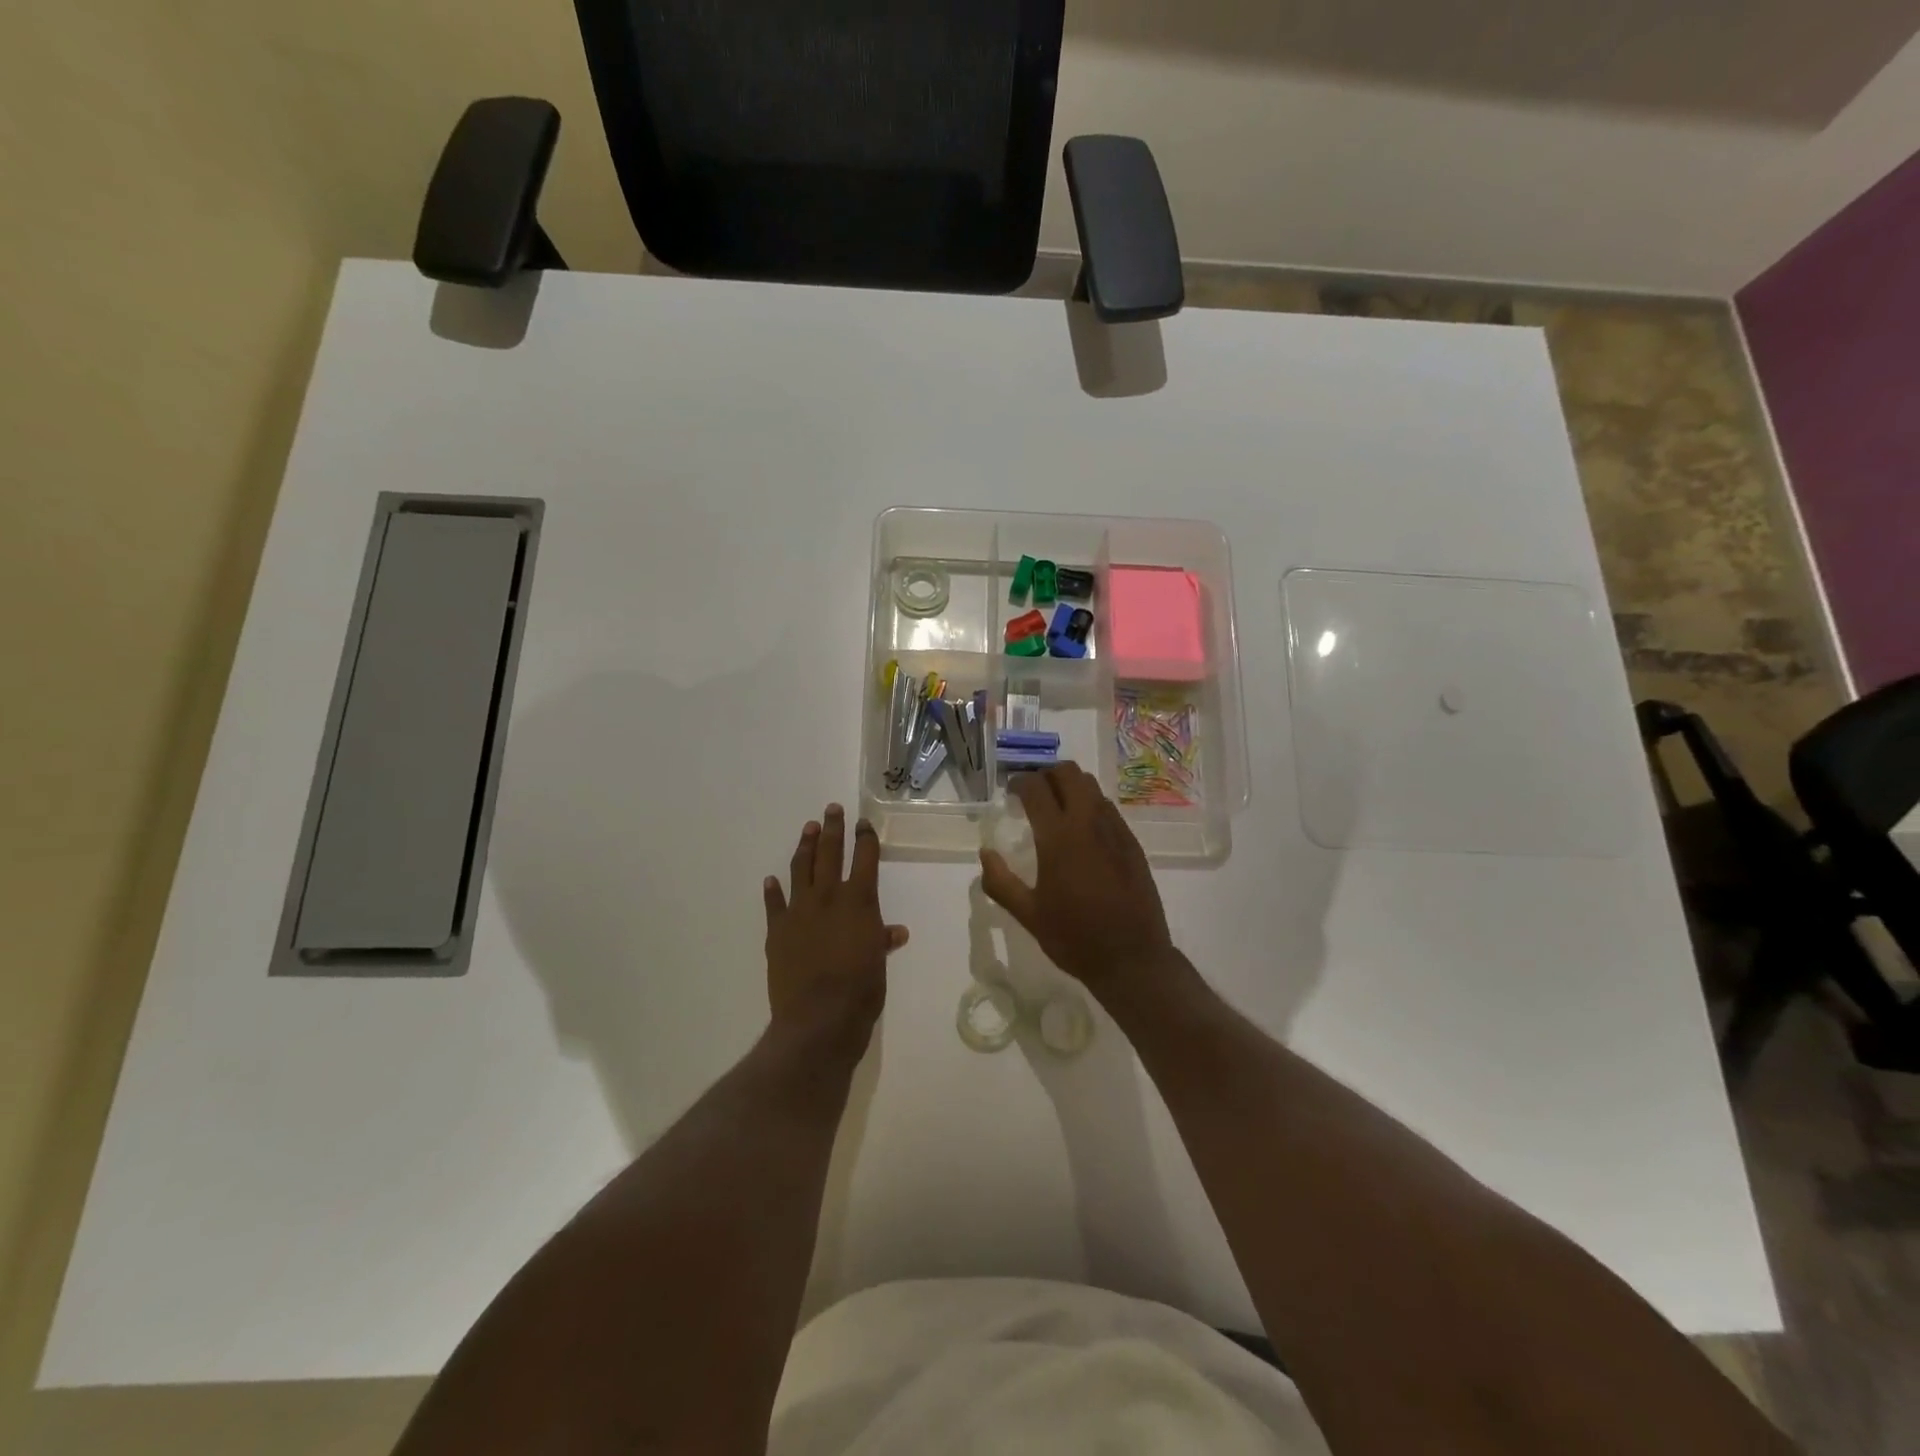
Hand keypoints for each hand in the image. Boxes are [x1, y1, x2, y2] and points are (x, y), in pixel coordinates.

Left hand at [764, 805, 907, 1051]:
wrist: (818, 1018)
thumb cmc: (861, 989)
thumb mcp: (879, 962)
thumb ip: (883, 940)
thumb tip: (896, 932)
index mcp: (859, 900)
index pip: (865, 858)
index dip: (865, 838)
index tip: (863, 823)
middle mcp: (828, 896)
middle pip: (830, 853)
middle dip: (832, 829)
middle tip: (831, 809)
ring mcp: (799, 911)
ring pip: (801, 869)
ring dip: (805, 846)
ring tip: (808, 829)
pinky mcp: (776, 930)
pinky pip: (774, 904)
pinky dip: (773, 891)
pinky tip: (771, 879)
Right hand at [979, 764, 1175, 992]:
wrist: (1132, 959)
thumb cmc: (1075, 938)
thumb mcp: (1029, 915)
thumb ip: (1001, 882)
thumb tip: (985, 853)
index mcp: (1059, 837)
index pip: (1036, 788)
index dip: (1020, 782)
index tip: (1011, 792)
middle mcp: (1089, 823)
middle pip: (1069, 773)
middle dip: (1047, 774)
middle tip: (1033, 793)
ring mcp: (1115, 830)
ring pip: (1091, 787)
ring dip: (1070, 787)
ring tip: (1056, 808)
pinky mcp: (1132, 843)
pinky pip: (1108, 808)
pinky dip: (1090, 805)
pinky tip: (1082, 832)